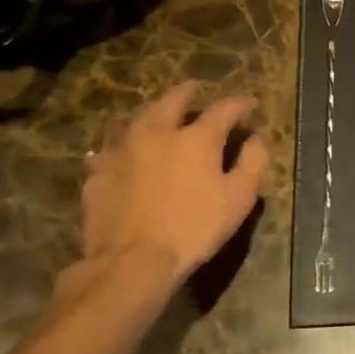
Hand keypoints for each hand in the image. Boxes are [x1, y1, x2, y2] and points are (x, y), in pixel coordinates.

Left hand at [78, 82, 269, 294]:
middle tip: (193, 90)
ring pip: (139, 121)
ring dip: (153, 115)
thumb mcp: (238, 199)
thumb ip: (252, 163)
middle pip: (171, 102)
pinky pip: (113, 151)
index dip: (238, 104)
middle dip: (186, 93)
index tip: (248, 103)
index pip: (223, 109)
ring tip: (159, 117)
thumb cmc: (193, 228)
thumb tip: (256, 140)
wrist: (130, 263)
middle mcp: (158, 133)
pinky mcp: (98, 175)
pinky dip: (125, 148)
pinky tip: (126, 156)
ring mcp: (123, 151)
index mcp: (196, 137)